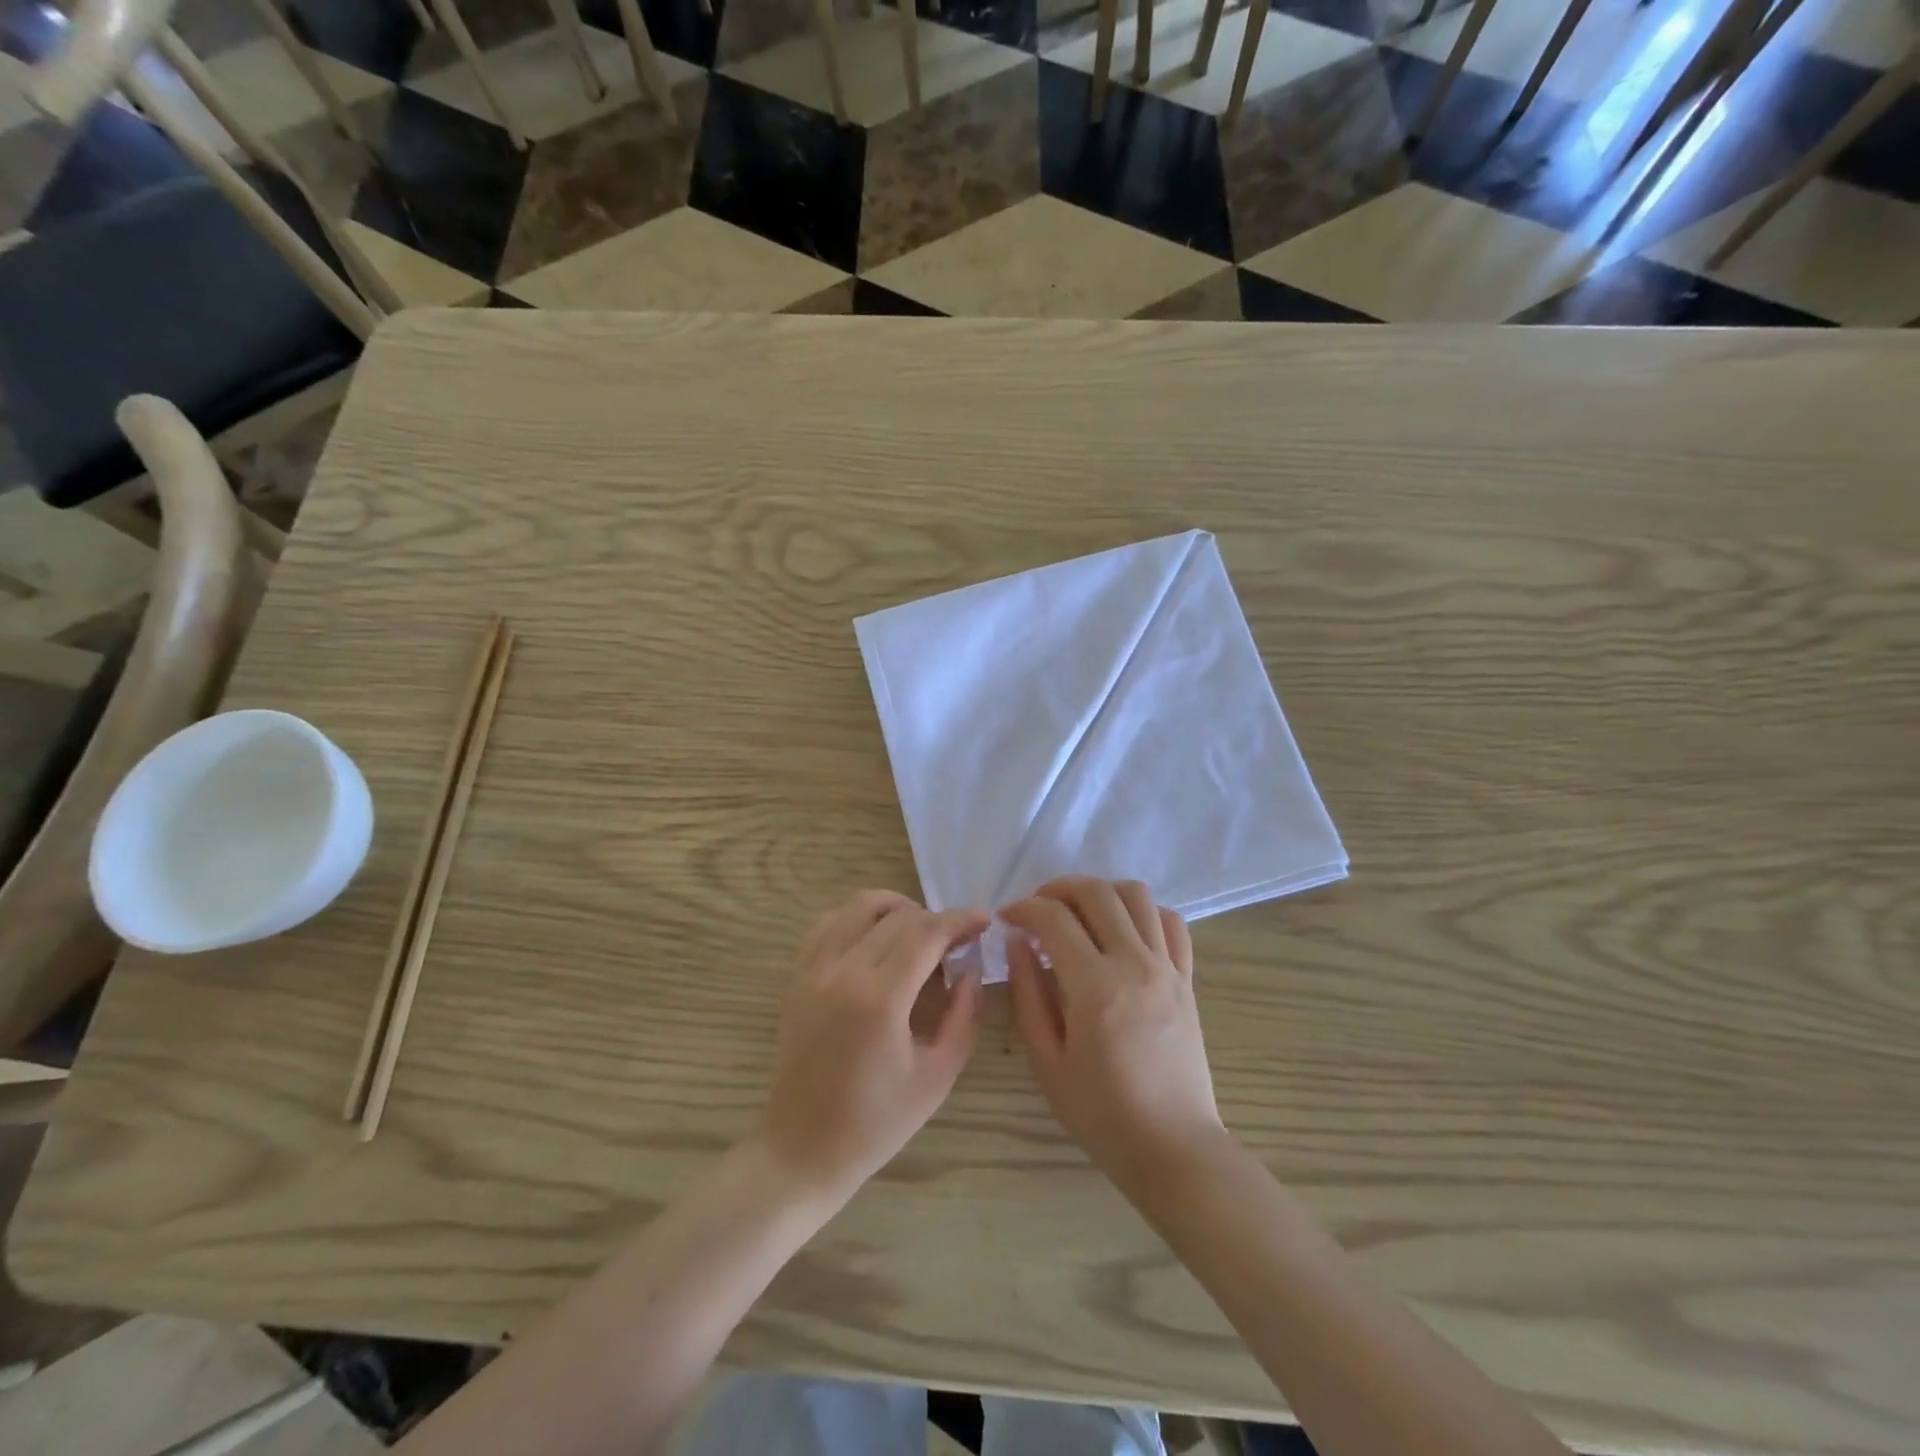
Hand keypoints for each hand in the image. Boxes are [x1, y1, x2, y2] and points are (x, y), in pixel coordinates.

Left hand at [759, 891, 984, 1203]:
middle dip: (936, 919)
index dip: (960, 920)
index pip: (927, 933)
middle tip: (958, 942)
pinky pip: (829, 923)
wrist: (804, 1148)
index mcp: (880, 999)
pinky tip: (876, 940)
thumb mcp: (938, 1075)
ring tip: (920, 934)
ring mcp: (814, 969)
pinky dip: (858, 918)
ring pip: (860, 906)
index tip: (984, 921)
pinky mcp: (797, 976)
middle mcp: (843, 971)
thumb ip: (964, 1014)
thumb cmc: (877, 1122)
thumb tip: (972, 967)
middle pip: (899, 916)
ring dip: (898, 909)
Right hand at [1003, 877, 1226, 1196]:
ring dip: (1101, 892)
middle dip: (1057, 888)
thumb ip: (1028, 995)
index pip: (1053, 919)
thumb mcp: (1047, 1062)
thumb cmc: (1101, 1113)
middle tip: (1037, 908)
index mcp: (1095, 987)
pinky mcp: (1187, 978)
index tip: (1007, 919)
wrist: (1173, 1147)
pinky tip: (1123, 931)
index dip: (1023, 909)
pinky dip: (1144, 912)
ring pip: (1137, 895)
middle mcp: (1135, 964)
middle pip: (1096, 892)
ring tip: (1079, 913)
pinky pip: (1171, 923)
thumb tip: (1019, 943)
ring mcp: (1167, 967)